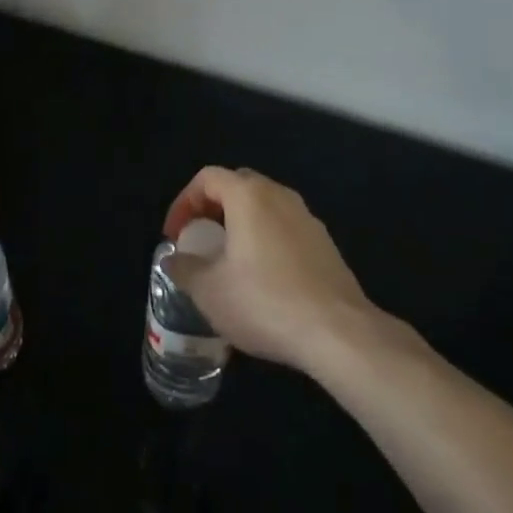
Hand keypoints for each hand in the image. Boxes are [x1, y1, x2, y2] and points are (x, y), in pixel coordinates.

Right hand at [163, 166, 412, 373]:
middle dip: (212, 208)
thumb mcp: (209, 291)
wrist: (340, 334)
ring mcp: (308, 219)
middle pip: (238, 186)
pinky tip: (262, 280)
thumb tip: (172, 260)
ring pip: (265, 207)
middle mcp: (280, 196)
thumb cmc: (265, 302)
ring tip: (228, 260)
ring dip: (241, 225)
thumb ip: (184, 269)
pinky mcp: (326, 245)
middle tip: (199, 239)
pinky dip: (265, 241)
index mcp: (249, 196)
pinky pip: (285, 229)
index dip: (183, 202)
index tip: (175, 236)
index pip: (207, 178)